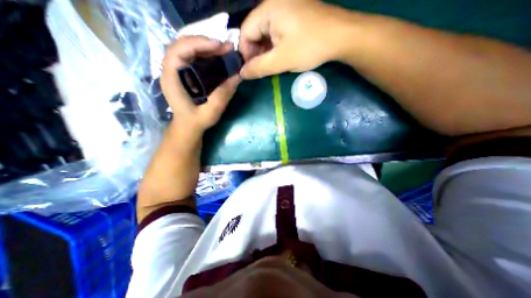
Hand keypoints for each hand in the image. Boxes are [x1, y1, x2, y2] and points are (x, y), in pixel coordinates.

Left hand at [161, 34, 241, 132]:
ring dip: (207, 46)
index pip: (178, 51)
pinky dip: (206, 53)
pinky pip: (193, 56)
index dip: (198, 44)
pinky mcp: (184, 72)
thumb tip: (238, 76)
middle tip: (226, 48)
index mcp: (172, 79)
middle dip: (205, 43)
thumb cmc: (196, 121)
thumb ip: (223, 95)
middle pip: (183, 45)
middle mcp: (170, 70)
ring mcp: (176, 70)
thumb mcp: (211, 112)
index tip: (219, 46)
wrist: (188, 127)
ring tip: (225, 50)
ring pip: (188, 48)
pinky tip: (218, 57)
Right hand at [239, 0, 349, 78]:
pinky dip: (275, 45)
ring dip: (266, 50)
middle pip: (255, 31)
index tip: (252, 69)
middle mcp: (274, 2)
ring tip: (272, 64)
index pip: (245, 32)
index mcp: (268, 9)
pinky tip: (280, 55)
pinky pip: (276, 30)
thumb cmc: (310, 47)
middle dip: (256, 52)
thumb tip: (242, 73)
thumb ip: (258, 68)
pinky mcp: (294, 13)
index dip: (246, 53)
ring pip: (266, 32)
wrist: (342, 37)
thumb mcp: (281, 61)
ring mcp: (286, 6)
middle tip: (263, 69)